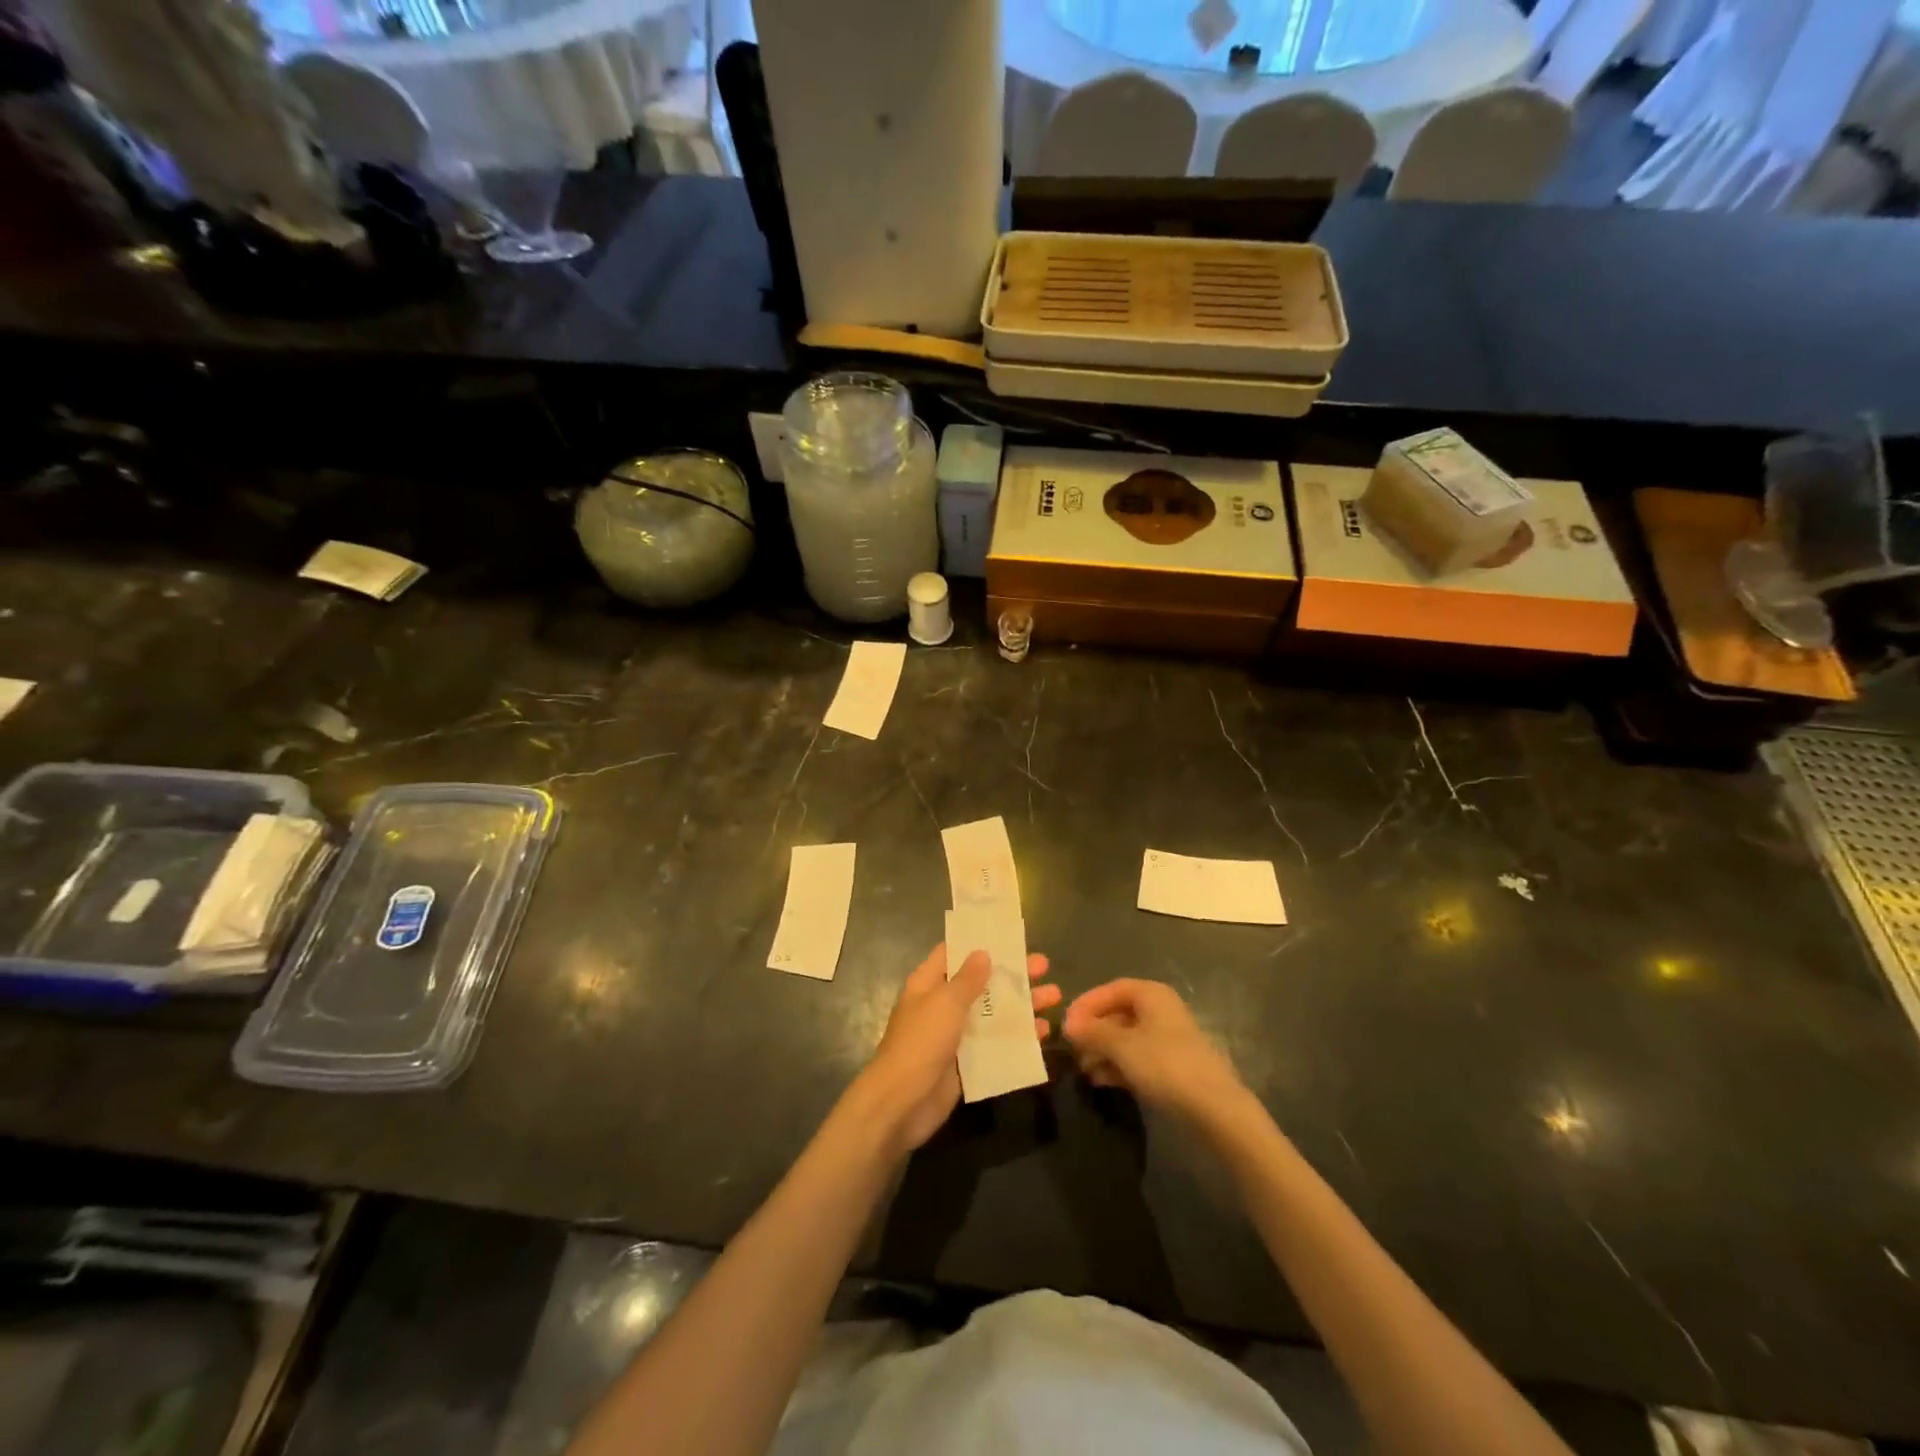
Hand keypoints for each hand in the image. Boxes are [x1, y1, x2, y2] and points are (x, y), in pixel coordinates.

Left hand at [850, 944, 1058, 1156]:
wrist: (901, 1104)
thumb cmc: (921, 1043)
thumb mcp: (945, 1003)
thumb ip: (967, 979)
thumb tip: (983, 952)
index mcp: (929, 984)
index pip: (953, 953)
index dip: (979, 943)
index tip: (1008, 936)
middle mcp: (942, 1005)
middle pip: (981, 983)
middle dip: (1012, 975)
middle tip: (1045, 966)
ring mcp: (955, 1035)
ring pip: (993, 1014)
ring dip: (1022, 1006)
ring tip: (1055, 997)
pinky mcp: (967, 1063)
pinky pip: (996, 1044)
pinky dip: (1018, 1038)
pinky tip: (1043, 1034)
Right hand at [1063, 980, 1245, 1124]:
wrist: (1214, 1109)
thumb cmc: (1165, 1065)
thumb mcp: (1122, 1046)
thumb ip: (1093, 1032)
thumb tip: (1068, 1024)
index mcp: (1152, 995)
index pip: (1111, 989)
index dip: (1087, 1004)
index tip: (1066, 1024)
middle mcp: (1160, 1011)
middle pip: (1117, 1014)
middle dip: (1093, 1032)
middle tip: (1072, 1050)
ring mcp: (1166, 1040)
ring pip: (1125, 1038)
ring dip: (1102, 1051)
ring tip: (1084, 1070)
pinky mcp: (1170, 1066)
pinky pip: (1136, 1058)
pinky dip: (1117, 1066)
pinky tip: (1101, 1081)